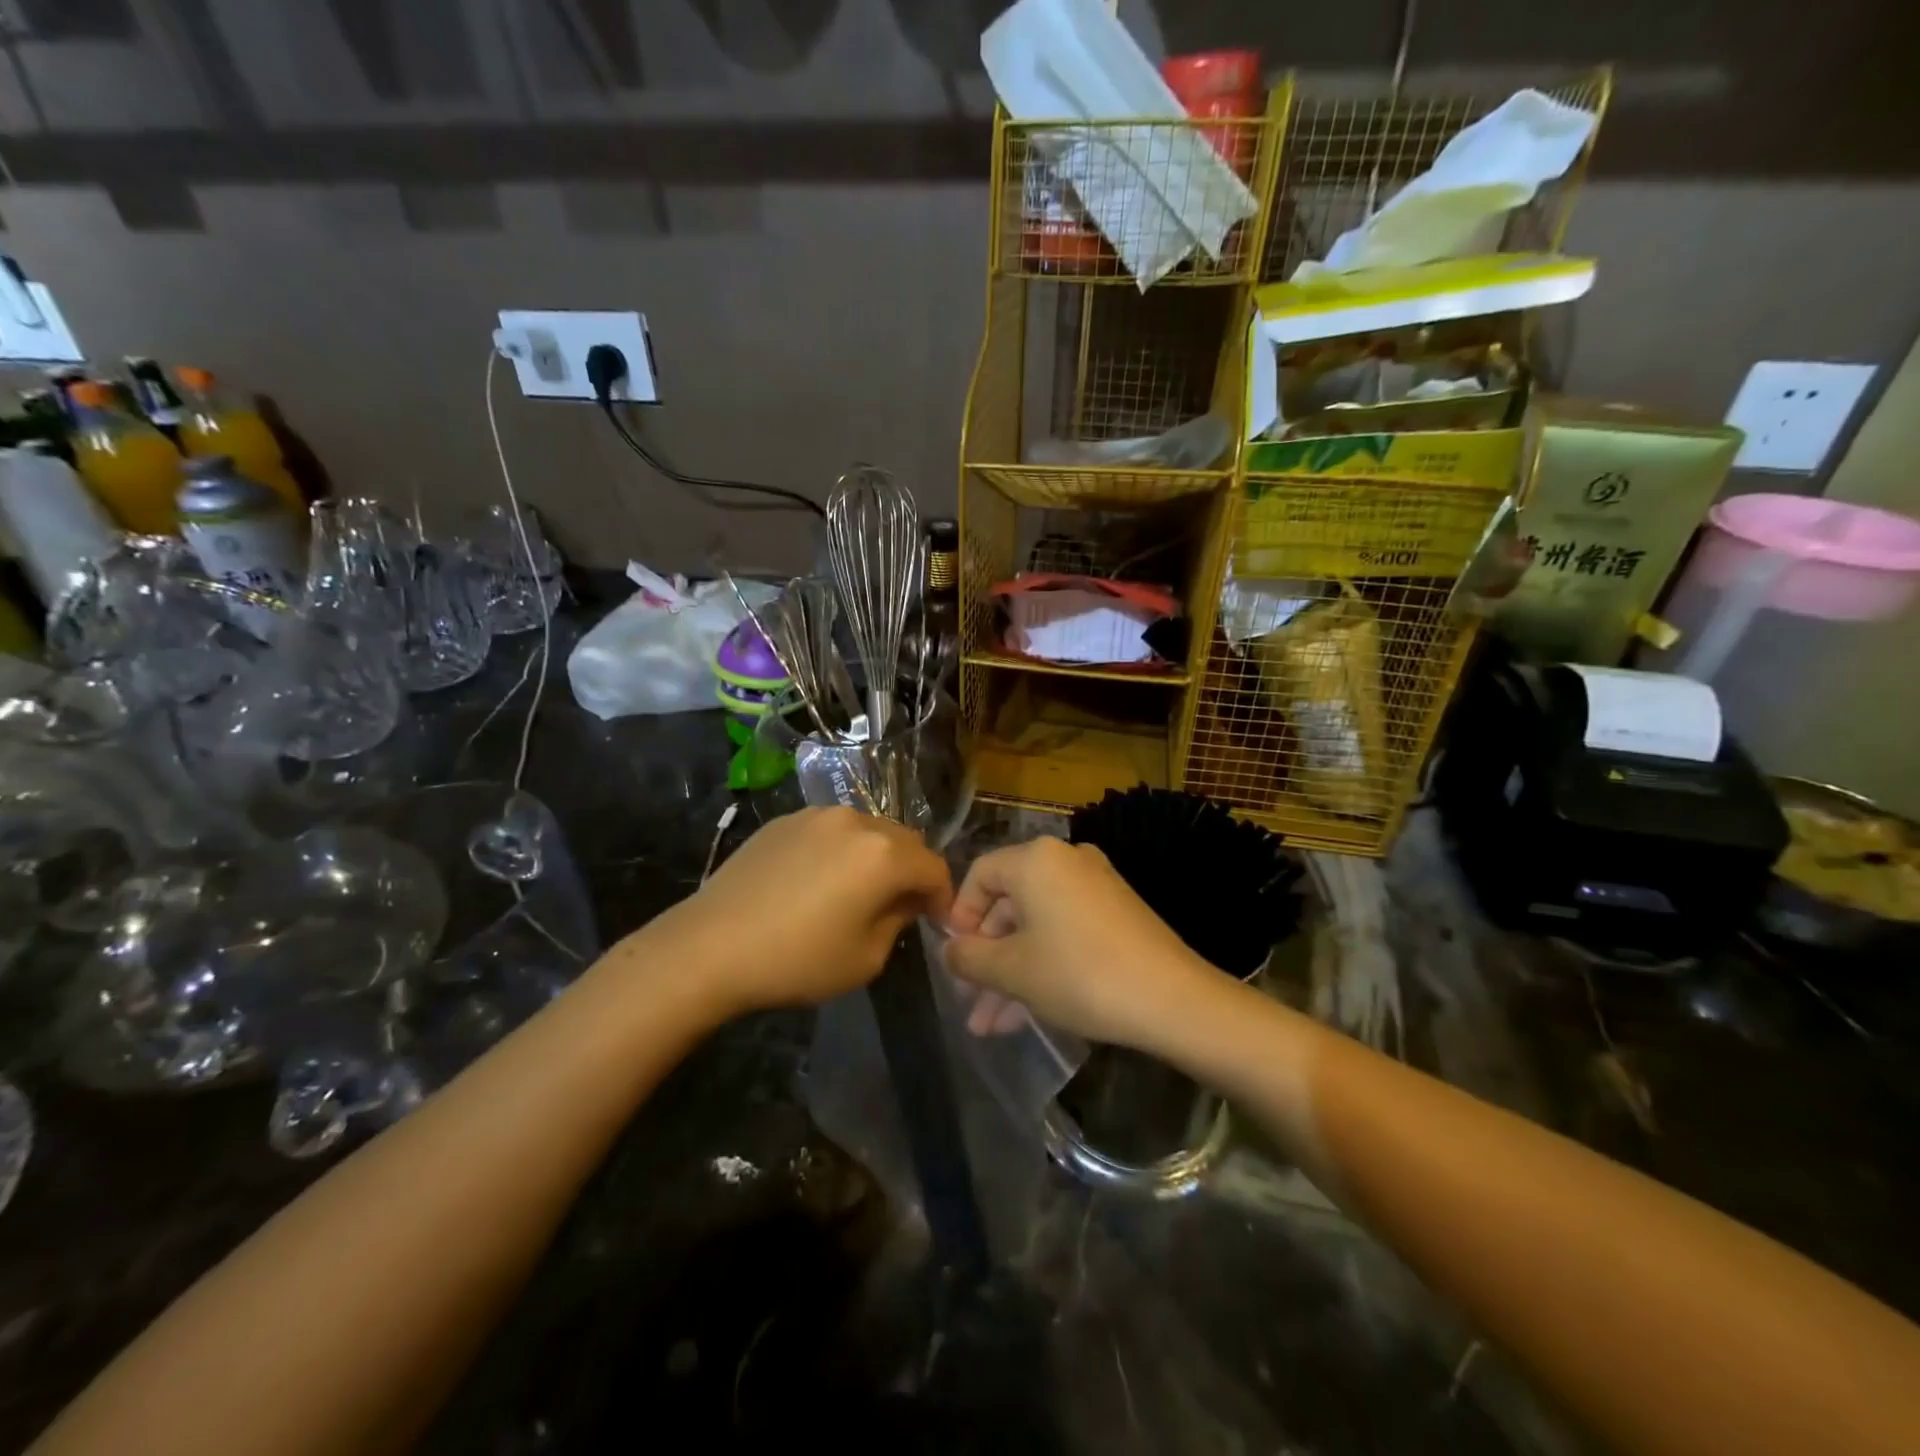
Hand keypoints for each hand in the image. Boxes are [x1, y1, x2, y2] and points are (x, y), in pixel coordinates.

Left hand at [652, 806, 951, 1016]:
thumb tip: (903, 901)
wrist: (710, 946)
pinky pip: (831, 831)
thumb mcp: (866, 957)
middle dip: (911, 871)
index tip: (936, 921)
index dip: (943, 896)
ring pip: (867, 831)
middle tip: (901, 906)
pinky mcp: (786, 820)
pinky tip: (818, 881)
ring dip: (876, 857)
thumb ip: (898, 921)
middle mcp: (856, 821)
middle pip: (904, 841)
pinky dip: (840, 850)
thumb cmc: (797, 959)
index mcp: (884, 854)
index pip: (934, 867)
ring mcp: (817, 815)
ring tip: (858, 890)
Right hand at [942, 836, 1216, 1049]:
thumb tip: (949, 951)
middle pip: (1009, 904)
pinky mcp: (1116, 914)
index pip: (980, 875)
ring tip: (990, 1026)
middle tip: (970, 1000)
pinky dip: (1043, 965)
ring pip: (1036, 927)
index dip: (959, 917)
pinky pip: (1065, 933)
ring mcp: (1095, 887)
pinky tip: (1026, 1015)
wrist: (1172, 999)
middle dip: (986, 957)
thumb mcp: (1012, 971)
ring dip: (1011, 973)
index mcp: (1036, 860)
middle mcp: (1066, 861)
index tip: (954, 959)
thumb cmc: (1079, 975)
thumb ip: (969, 958)